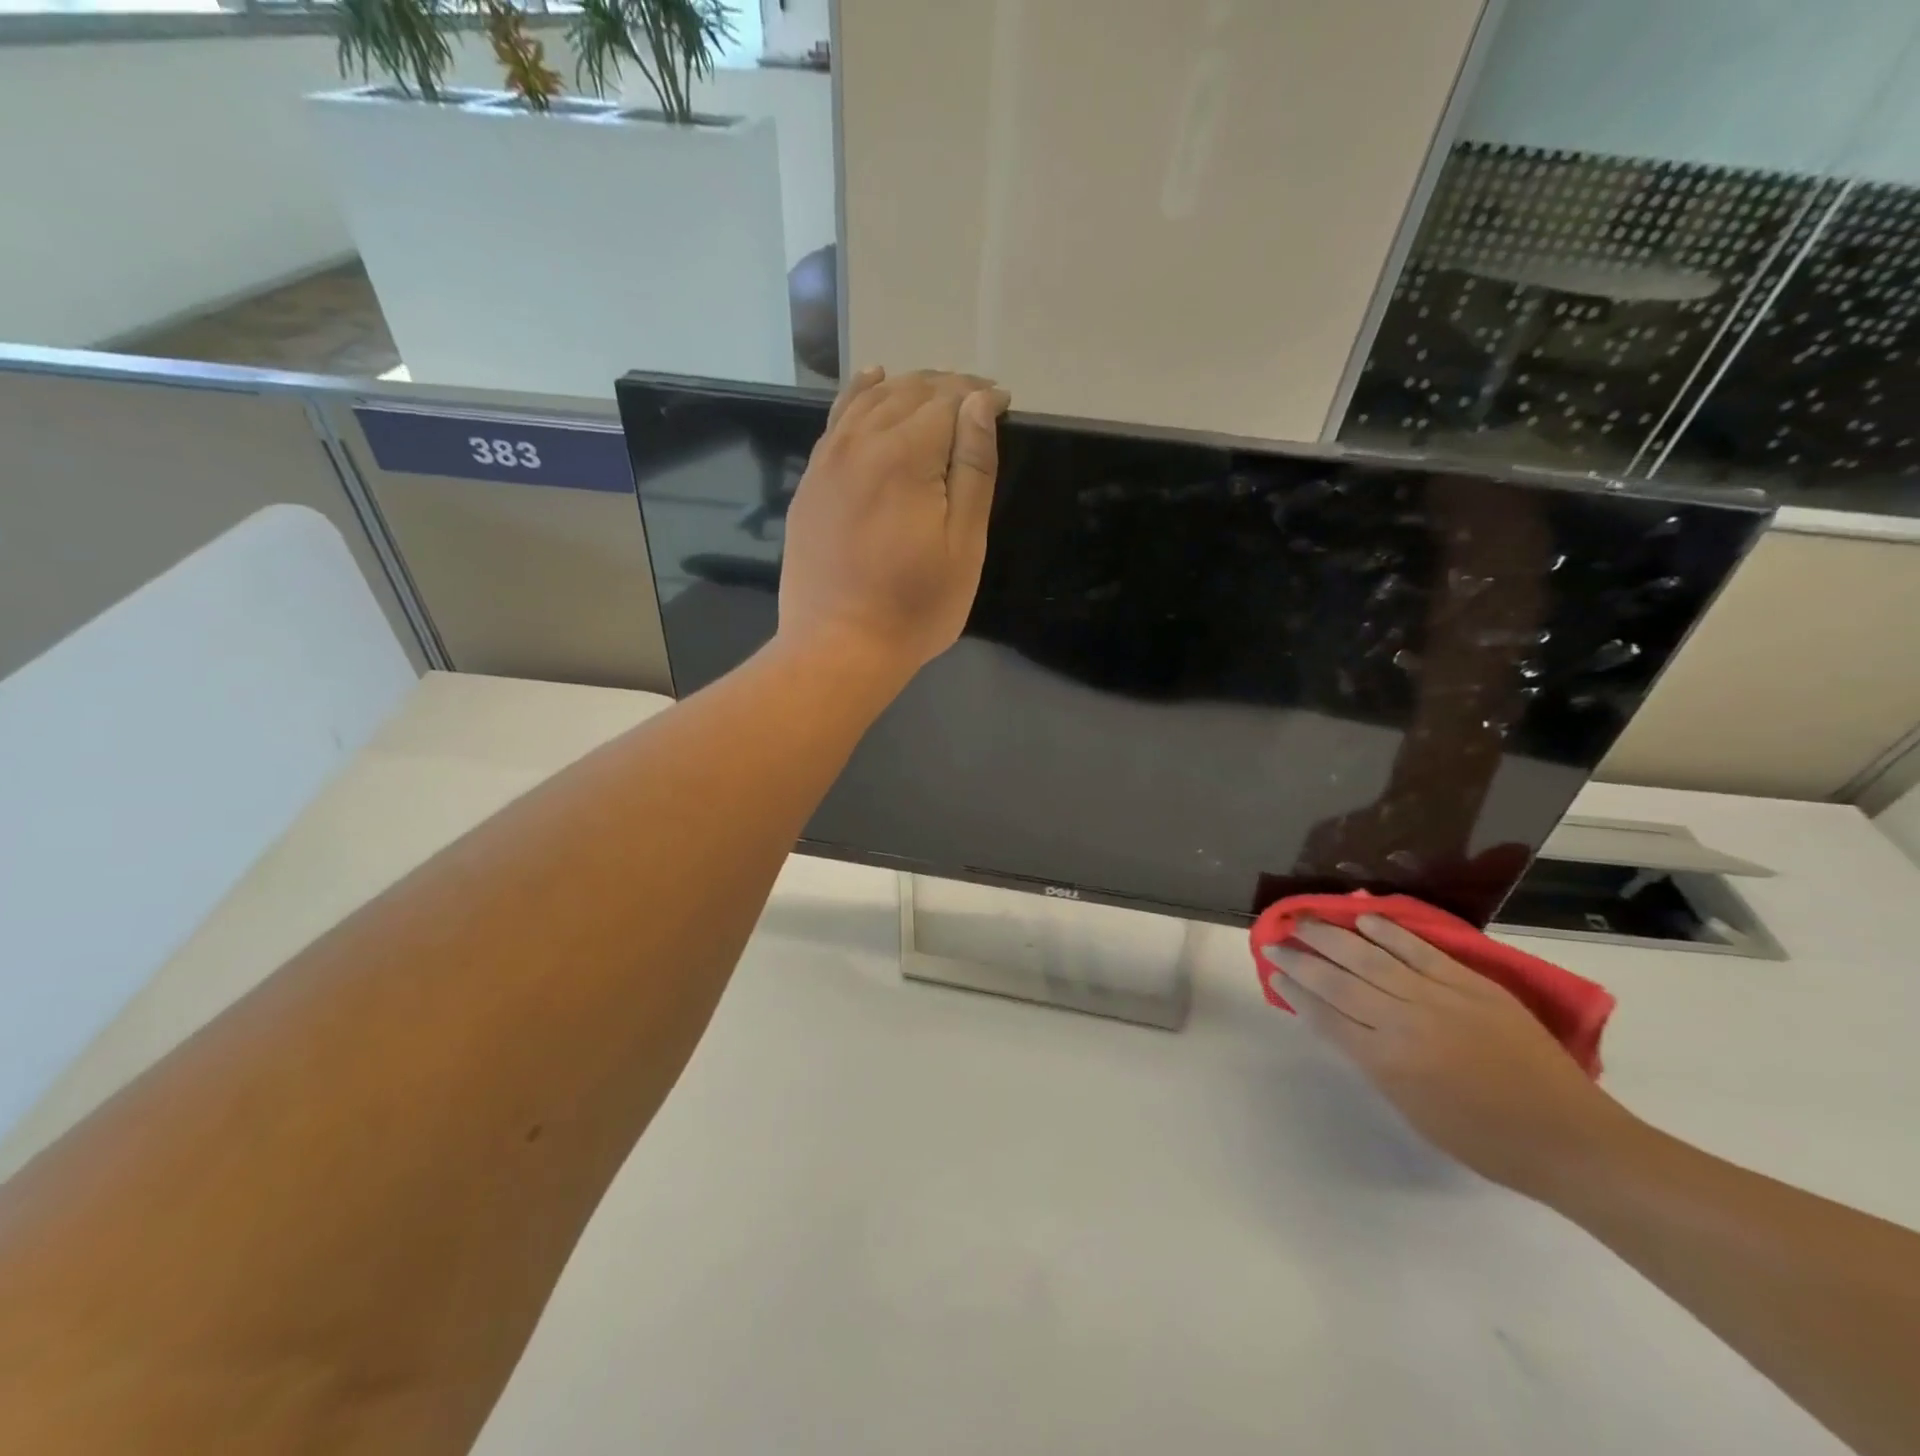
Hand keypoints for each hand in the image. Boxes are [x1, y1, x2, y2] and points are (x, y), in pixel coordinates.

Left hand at [778, 367, 1009, 683]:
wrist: (837, 647)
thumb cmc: (915, 607)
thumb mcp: (964, 546)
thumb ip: (973, 469)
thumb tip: (978, 404)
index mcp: (904, 456)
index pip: (949, 402)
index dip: (980, 397)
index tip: (1004, 402)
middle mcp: (860, 443)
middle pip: (908, 392)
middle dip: (949, 387)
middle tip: (978, 399)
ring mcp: (827, 461)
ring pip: (869, 399)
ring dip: (907, 387)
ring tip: (936, 391)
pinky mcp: (810, 483)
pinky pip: (836, 420)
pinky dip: (860, 395)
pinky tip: (873, 383)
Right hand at [1267, 915, 1637, 1200]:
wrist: (1569, 1140)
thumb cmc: (1484, 1139)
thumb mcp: (1410, 1108)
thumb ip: (1371, 1061)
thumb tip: (1339, 1022)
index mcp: (1385, 1062)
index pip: (1324, 1014)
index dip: (1294, 989)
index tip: (1272, 970)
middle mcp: (1403, 1022)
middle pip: (1338, 980)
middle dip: (1300, 957)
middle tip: (1274, 938)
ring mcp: (1439, 998)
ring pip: (1371, 957)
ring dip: (1332, 935)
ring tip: (1304, 919)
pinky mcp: (1471, 984)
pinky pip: (1420, 950)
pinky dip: (1389, 931)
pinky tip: (1363, 918)